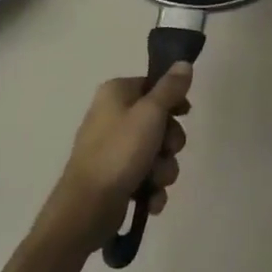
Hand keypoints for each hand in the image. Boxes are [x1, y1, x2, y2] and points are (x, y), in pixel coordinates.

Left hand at [43, 65, 192, 254]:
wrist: (86, 208)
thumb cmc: (119, 151)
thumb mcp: (150, 113)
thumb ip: (170, 88)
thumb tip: (184, 63)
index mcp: (116, 93)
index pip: (154, 85)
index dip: (173, 100)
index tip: (185, 114)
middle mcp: (113, 116)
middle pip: (159, 121)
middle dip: (170, 142)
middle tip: (167, 151)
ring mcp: (113, 149)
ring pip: (156, 152)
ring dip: (163, 169)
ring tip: (154, 181)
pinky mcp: (115, 178)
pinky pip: (146, 176)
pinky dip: (151, 188)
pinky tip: (149, 199)